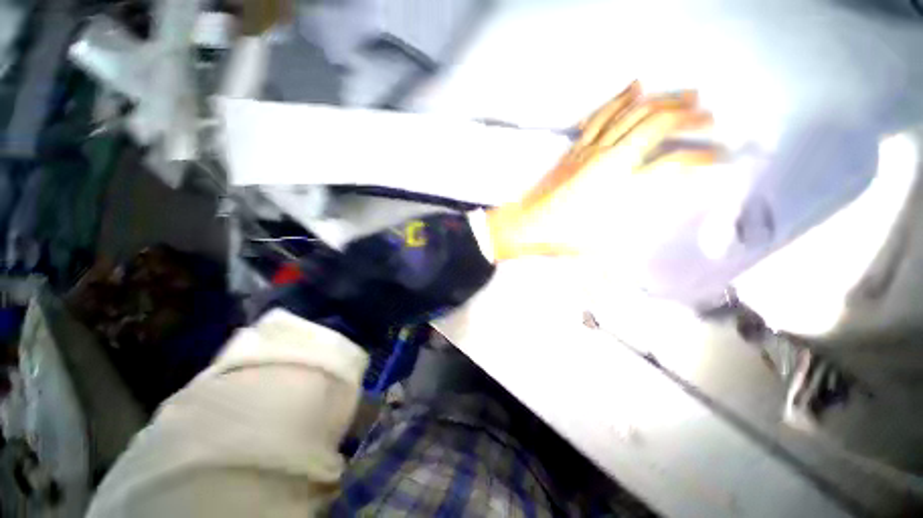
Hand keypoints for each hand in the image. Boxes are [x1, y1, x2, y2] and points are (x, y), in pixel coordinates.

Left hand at [486, 81, 719, 260]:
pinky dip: (621, 98)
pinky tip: (635, 86)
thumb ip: (636, 224)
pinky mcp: (575, 148)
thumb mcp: (603, 241)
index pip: (674, 165)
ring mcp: (590, 150)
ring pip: (632, 112)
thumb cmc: (561, 237)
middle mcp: (609, 160)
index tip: (720, 158)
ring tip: (688, 93)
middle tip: (711, 117)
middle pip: (657, 124)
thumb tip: (664, 211)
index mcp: (620, 187)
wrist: (526, 224)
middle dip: (690, 116)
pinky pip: (601, 116)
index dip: (702, 159)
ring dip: (664, 99)